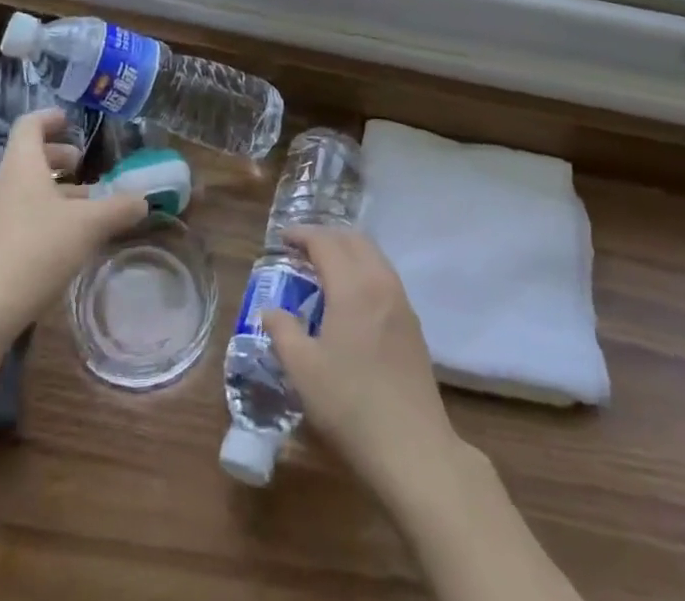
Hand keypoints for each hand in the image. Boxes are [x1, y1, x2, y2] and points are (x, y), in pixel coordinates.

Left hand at [0, 109, 147, 339]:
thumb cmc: (35, 251)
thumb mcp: (88, 227)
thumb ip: (118, 209)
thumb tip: (143, 199)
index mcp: (21, 165)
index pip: (30, 125)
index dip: (50, 118)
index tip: (70, 120)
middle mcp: (0, 184)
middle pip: (27, 157)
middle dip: (57, 159)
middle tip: (82, 167)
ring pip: (23, 190)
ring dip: (51, 192)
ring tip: (81, 208)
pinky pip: (16, 217)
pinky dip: (39, 217)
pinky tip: (60, 242)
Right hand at [261, 227, 464, 498]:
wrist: (414, 449)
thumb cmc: (351, 405)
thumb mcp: (303, 370)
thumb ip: (283, 331)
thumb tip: (270, 310)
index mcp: (352, 286)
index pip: (325, 242)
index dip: (302, 235)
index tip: (282, 239)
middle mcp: (380, 282)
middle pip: (353, 239)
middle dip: (326, 236)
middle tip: (301, 249)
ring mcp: (401, 302)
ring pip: (373, 256)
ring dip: (347, 251)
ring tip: (324, 268)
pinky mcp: (412, 324)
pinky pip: (384, 277)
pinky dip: (363, 270)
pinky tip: (350, 297)